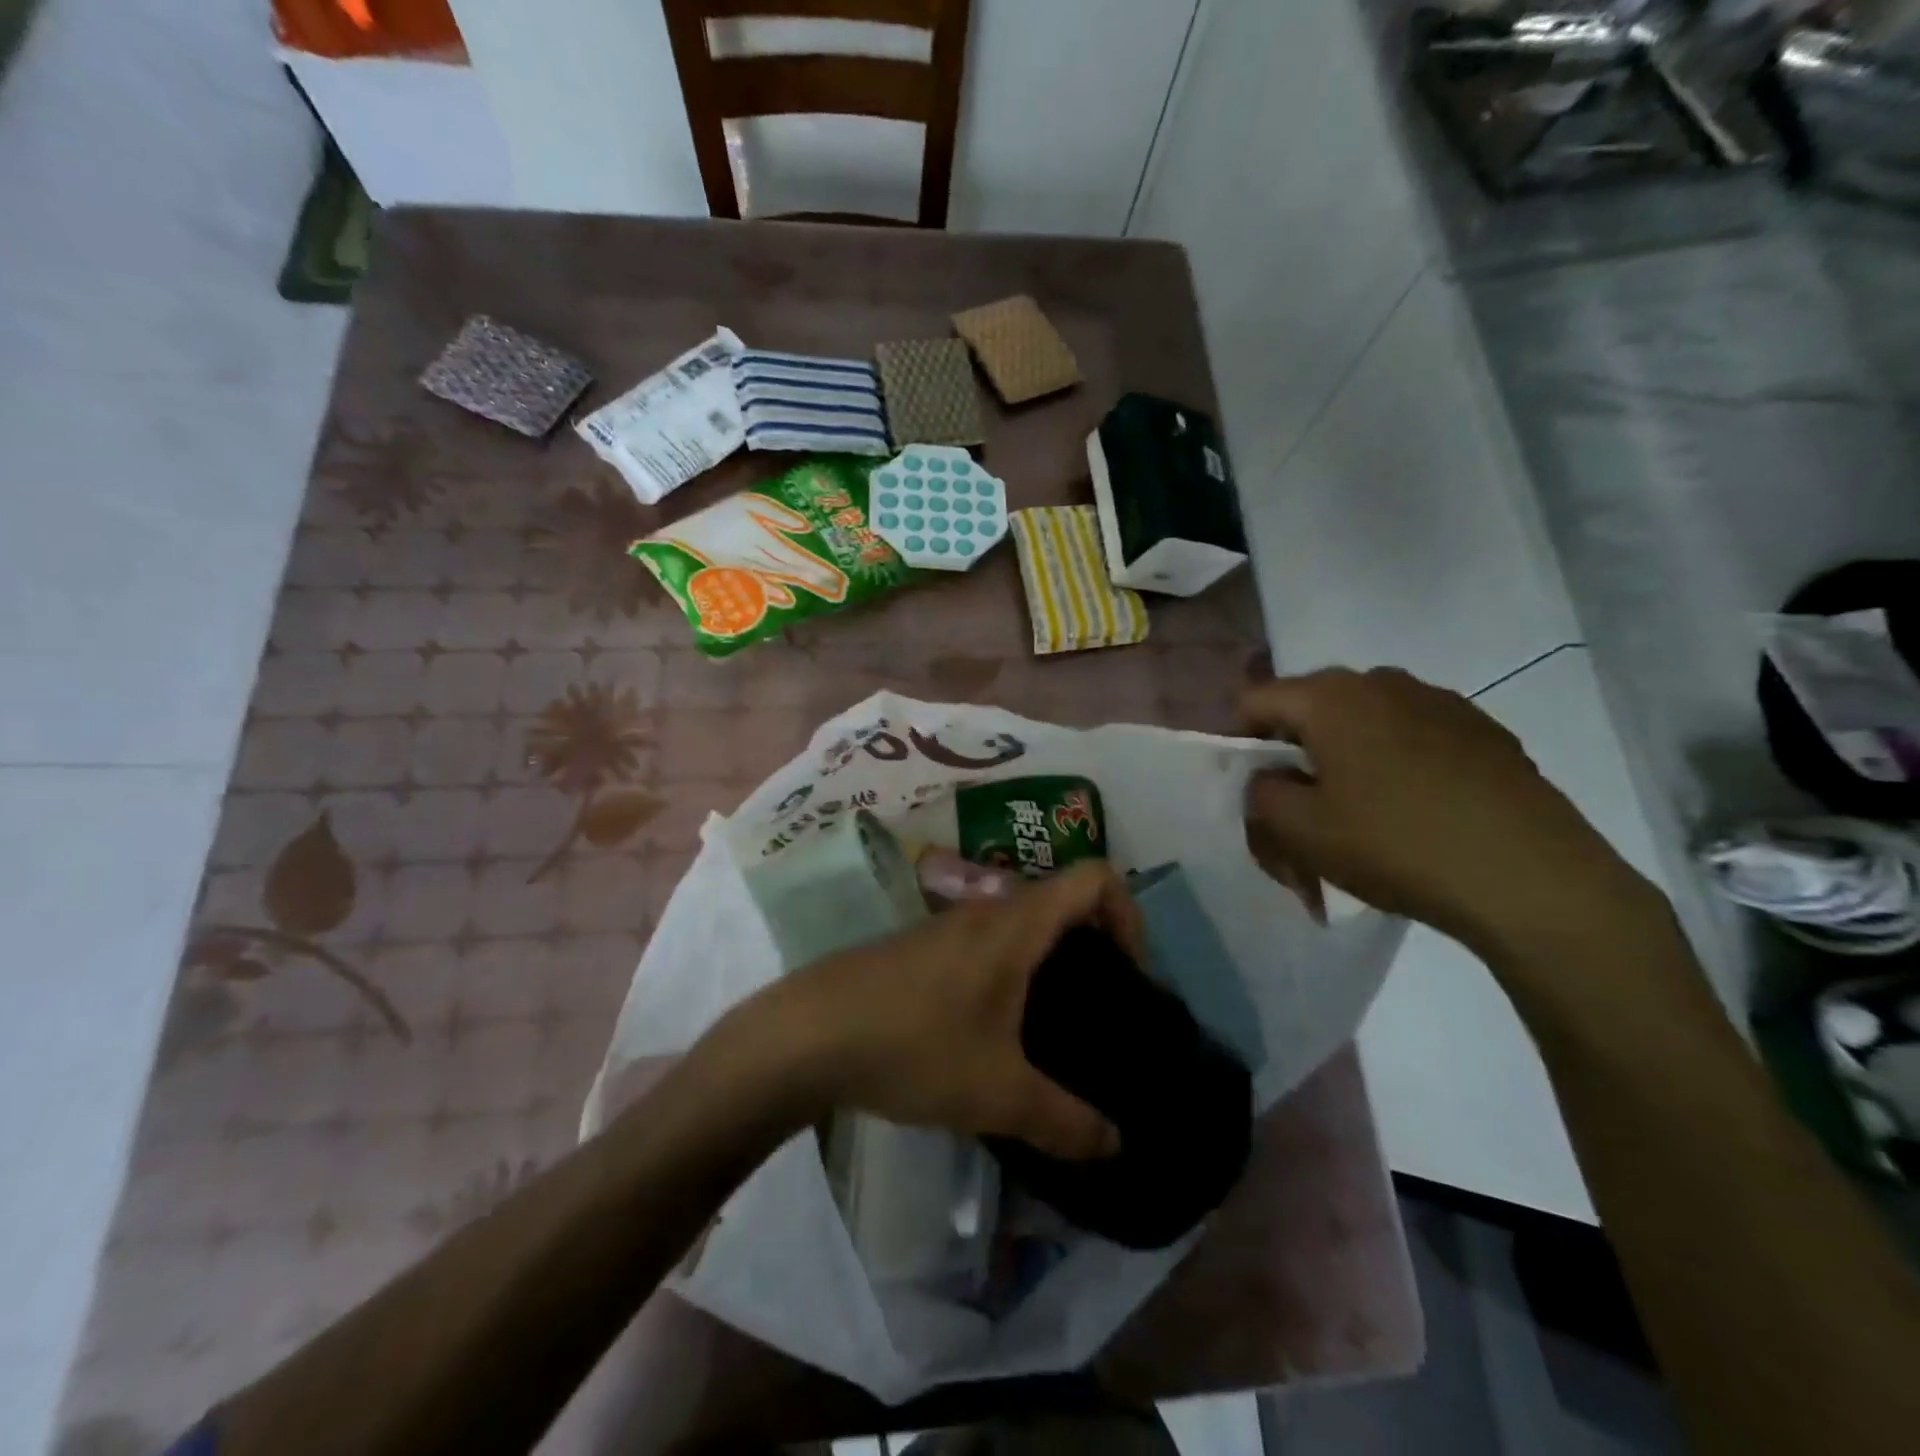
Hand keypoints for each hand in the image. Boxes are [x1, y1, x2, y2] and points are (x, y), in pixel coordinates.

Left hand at [745, 862, 1138, 1160]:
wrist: (807, 1034)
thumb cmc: (913, 1045)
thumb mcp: (998, 1094)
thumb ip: (1064, 1120)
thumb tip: (1116, 1144)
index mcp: (1016, 925)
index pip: (1094, 877)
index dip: (1128, 913)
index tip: (1130, 974)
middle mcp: (986, 912)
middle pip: (1060, 900)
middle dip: (1094, 945)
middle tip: (1101, 1008)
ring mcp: (948, 927)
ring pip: (1019, 924)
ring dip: (1048, 961)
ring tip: (1053, 1028)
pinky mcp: (920, 949)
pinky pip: (985, 944)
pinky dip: (1010, 972)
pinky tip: (994, 1033)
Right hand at [1241, 668, 1656, 960]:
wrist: (1533, 880)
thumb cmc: (1397, 845)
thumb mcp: (1299, 830)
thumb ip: (1259, 793)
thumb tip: (1270, 777)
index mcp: (1331, 696)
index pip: (1253, 702)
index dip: (1237, 743)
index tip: (1249, 790)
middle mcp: (1383, 681)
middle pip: (1309, 711)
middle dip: (1292, 758)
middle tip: (1297, 814)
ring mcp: (1440, 702)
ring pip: (1363, 725)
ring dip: (1343, 763)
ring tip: (1356, 819)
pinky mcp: (1484, 732)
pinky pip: (1412, 739)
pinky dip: (1393, 768)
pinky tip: (1412, 816)